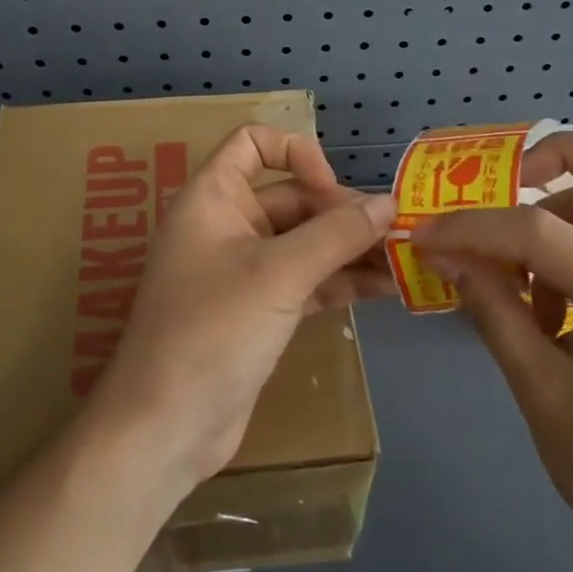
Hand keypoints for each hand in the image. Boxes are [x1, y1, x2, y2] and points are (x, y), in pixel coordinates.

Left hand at [87, 126, 395, 496]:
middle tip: (397, 234)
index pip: (252, 143)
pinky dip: (340, 282)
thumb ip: (336, 234)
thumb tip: (387, 204)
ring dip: (350, 249)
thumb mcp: (279, 274)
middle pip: (292, 198)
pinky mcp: (258, 312)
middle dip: (342, 213)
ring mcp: (243, 271)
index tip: (329, 189)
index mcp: (212, 198)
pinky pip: (306, 281)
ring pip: (304, 243)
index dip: (295, 153)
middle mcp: (226, 225)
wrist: (167, 427)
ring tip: (405, 261)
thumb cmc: (213, 331)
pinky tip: (385, 289)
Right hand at [412, 133, 572, 571]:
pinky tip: (547, 304)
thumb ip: (493, 311)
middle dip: (561, 157)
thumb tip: (446, 254)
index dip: (475, 227)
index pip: (544, 232)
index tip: (428, 235)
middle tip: (508, 188)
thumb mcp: (541, 393)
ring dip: (564, 209)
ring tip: (522, 273)